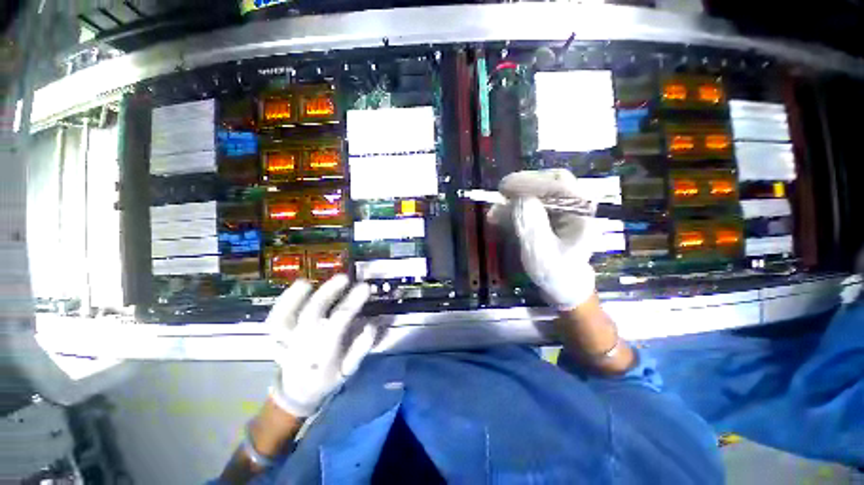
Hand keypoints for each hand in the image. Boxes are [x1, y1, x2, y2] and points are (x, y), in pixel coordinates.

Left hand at [266, 274, 376, 416]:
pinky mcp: (276, 337)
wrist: (297, 393)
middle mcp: (302, 344)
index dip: (352, 302)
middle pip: (313, 313)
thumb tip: (373, 324)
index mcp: (323, 352)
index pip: (339, 321)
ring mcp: (286, 341)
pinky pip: (275, 319)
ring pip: (285, 318)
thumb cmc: (327, 378)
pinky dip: (283, 302)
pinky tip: (298, 287)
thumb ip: (361, 347)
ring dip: (295, 298)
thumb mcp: (349, 369)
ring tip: (310, 281)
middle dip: (328, 292)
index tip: (365, 287)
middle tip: (344, 277)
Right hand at [491, 169, 596, 310]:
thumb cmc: (555, 273)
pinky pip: (532, 205)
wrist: (562, 287)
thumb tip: (519, 198)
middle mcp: (574, 206)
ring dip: (515, 200)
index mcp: (581, 213)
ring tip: (494, 212)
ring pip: (539, 193)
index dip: (530, 182)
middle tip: (502, 191)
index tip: (505, 187)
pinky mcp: (551, 217)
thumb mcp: (541, 252)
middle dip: (524, 185)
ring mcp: (563, 211)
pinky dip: (515, 209)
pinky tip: (498, 217)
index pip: (558, 184)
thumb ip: (532, 224)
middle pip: (550, 183)